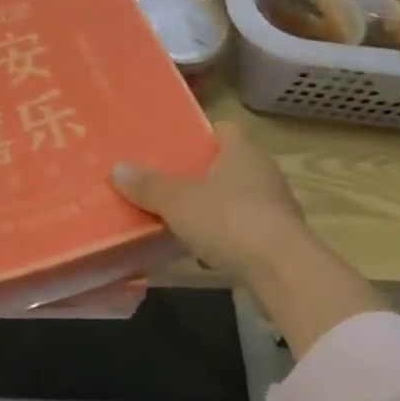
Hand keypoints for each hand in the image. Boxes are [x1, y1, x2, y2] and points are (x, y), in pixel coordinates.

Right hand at [111, 121, 378, 353]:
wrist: (283, 272)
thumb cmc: (229, 219)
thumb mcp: (177, 201)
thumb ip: (148, 185)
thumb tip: (117, 168)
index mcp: (243, 150)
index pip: (223, 128)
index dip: (198, 134)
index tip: (173, 145)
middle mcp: (263, 171)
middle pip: (227, 163)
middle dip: (199, 172)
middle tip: (165, 179)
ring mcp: (275, 206)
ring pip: (235, 197)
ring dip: (212, 205)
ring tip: (178, 215)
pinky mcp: (278, 238)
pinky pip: (243, 227)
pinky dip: (224, 233)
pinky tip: (201, 248)